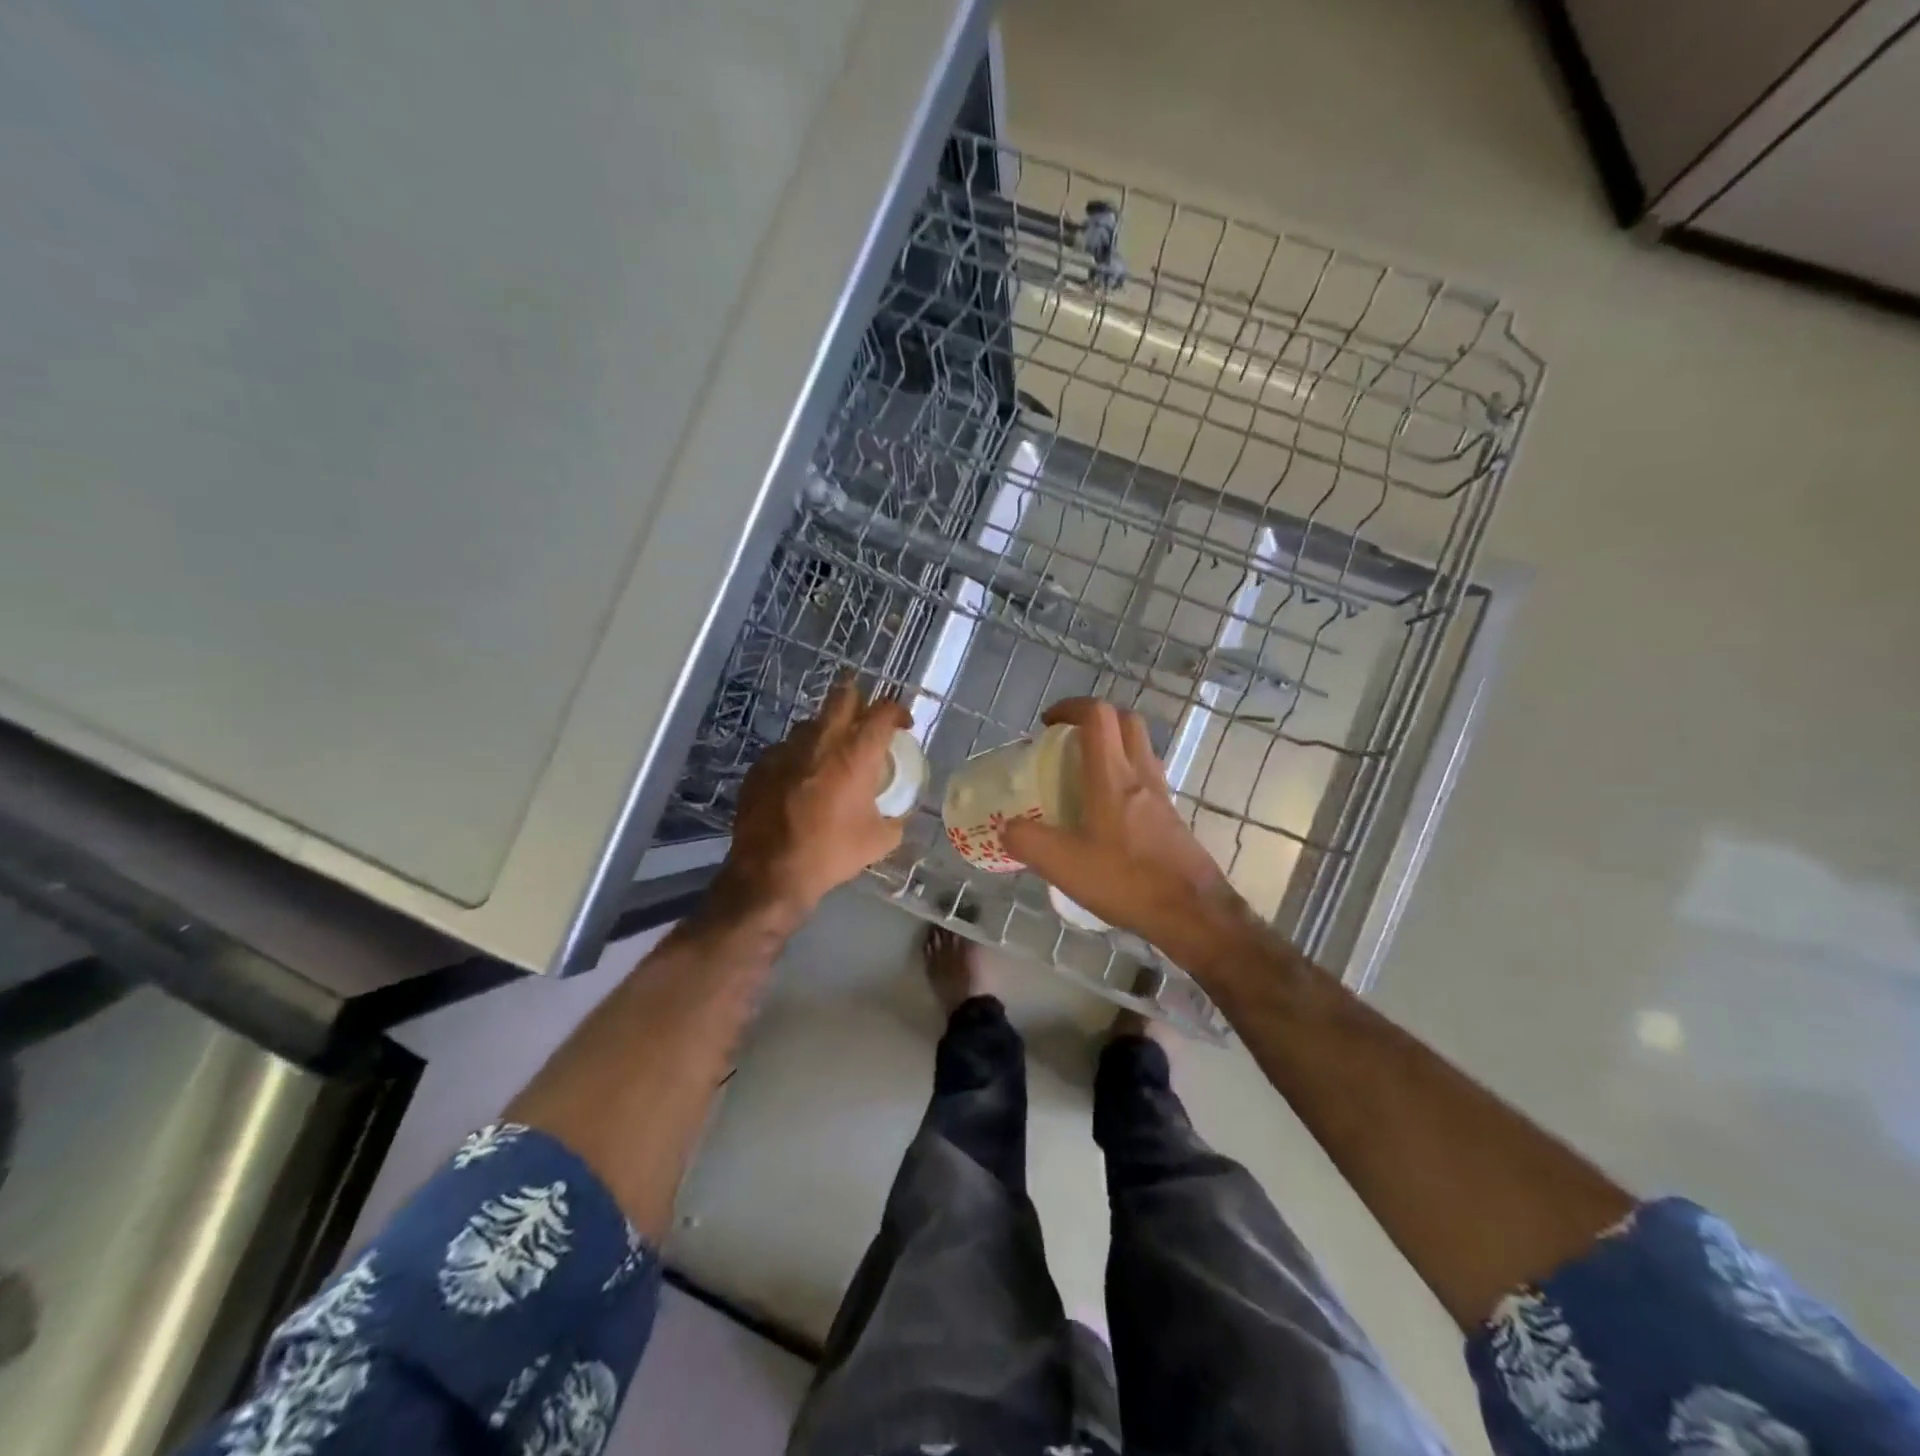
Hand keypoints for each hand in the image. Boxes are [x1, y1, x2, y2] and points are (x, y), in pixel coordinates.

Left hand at [718, 677, 913, 921]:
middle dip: (859, 702)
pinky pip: (785, 749)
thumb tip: (897, 816)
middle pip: (843, 696)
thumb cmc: (831, 853)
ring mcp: (786, 749)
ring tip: (831, 757)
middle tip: (865, 722)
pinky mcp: (761, 765)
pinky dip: (799, 758)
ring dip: (826, 732)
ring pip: (811, 723)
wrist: (770, 872)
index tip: (902, 725)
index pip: (883, 711)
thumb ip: (895, 820)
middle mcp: (821, 740)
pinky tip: (800, 782)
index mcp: (856, 753)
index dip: (897, 712)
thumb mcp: (879, 841)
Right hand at [1000, 698, 1247, 963]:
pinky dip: (1125, 778)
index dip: (1071, 707)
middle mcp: (1141, 775)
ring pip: (1140, 749)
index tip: (1047, 723)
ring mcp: (1161, 796)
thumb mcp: (1064, 865)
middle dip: (1095, 720)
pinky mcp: (1171, 818)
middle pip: (1126, 721)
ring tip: (1083, 775)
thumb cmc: (1128, 881)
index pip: (1098, 715)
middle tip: (1067, 742)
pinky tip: (1106, 813)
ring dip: (1113, 747)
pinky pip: (1147, 779)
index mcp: (1113, 776)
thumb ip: (1027, 842)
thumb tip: (1006, 828)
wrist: (1193, 913)